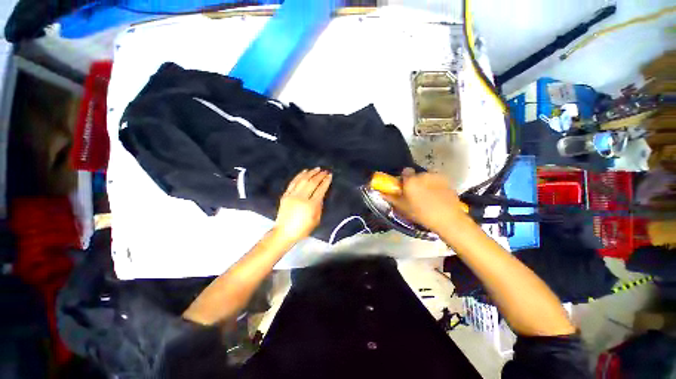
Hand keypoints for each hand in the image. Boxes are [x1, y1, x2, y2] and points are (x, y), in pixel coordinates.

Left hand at [274, 168, 331, 244]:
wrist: (284, 232)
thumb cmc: (302, 229)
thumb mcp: (316, 219)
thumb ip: (319, 206)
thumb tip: (320, 195)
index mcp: (311, 205)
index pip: (320, 189)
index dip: (326, 181)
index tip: (330, 176)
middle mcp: (301, 198)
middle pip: (312, 182)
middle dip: (320, 175)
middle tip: (325, 171)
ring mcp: (292, 195)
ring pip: (303, 180)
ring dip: (311, 173)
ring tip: (316, 169)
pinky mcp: (286, 195)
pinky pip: (293, 182)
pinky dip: (299, 175)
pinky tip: (304, 171)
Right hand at [382, 168, 469, 232]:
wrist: (448, 219)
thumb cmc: (422, 214)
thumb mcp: (403, 208)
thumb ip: (392, 198)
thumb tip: (382, 193)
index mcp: (411, 180)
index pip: (405, 171)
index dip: (404, 179)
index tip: (405, 187)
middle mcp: (423, 174)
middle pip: (417, 175)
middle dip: (415, 182)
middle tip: (416, 194)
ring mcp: (437, 176)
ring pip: (427, 177)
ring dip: (425, 183)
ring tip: (428, 196)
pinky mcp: (447, 181)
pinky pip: (437, 180)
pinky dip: (435, 185)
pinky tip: (437, 197)